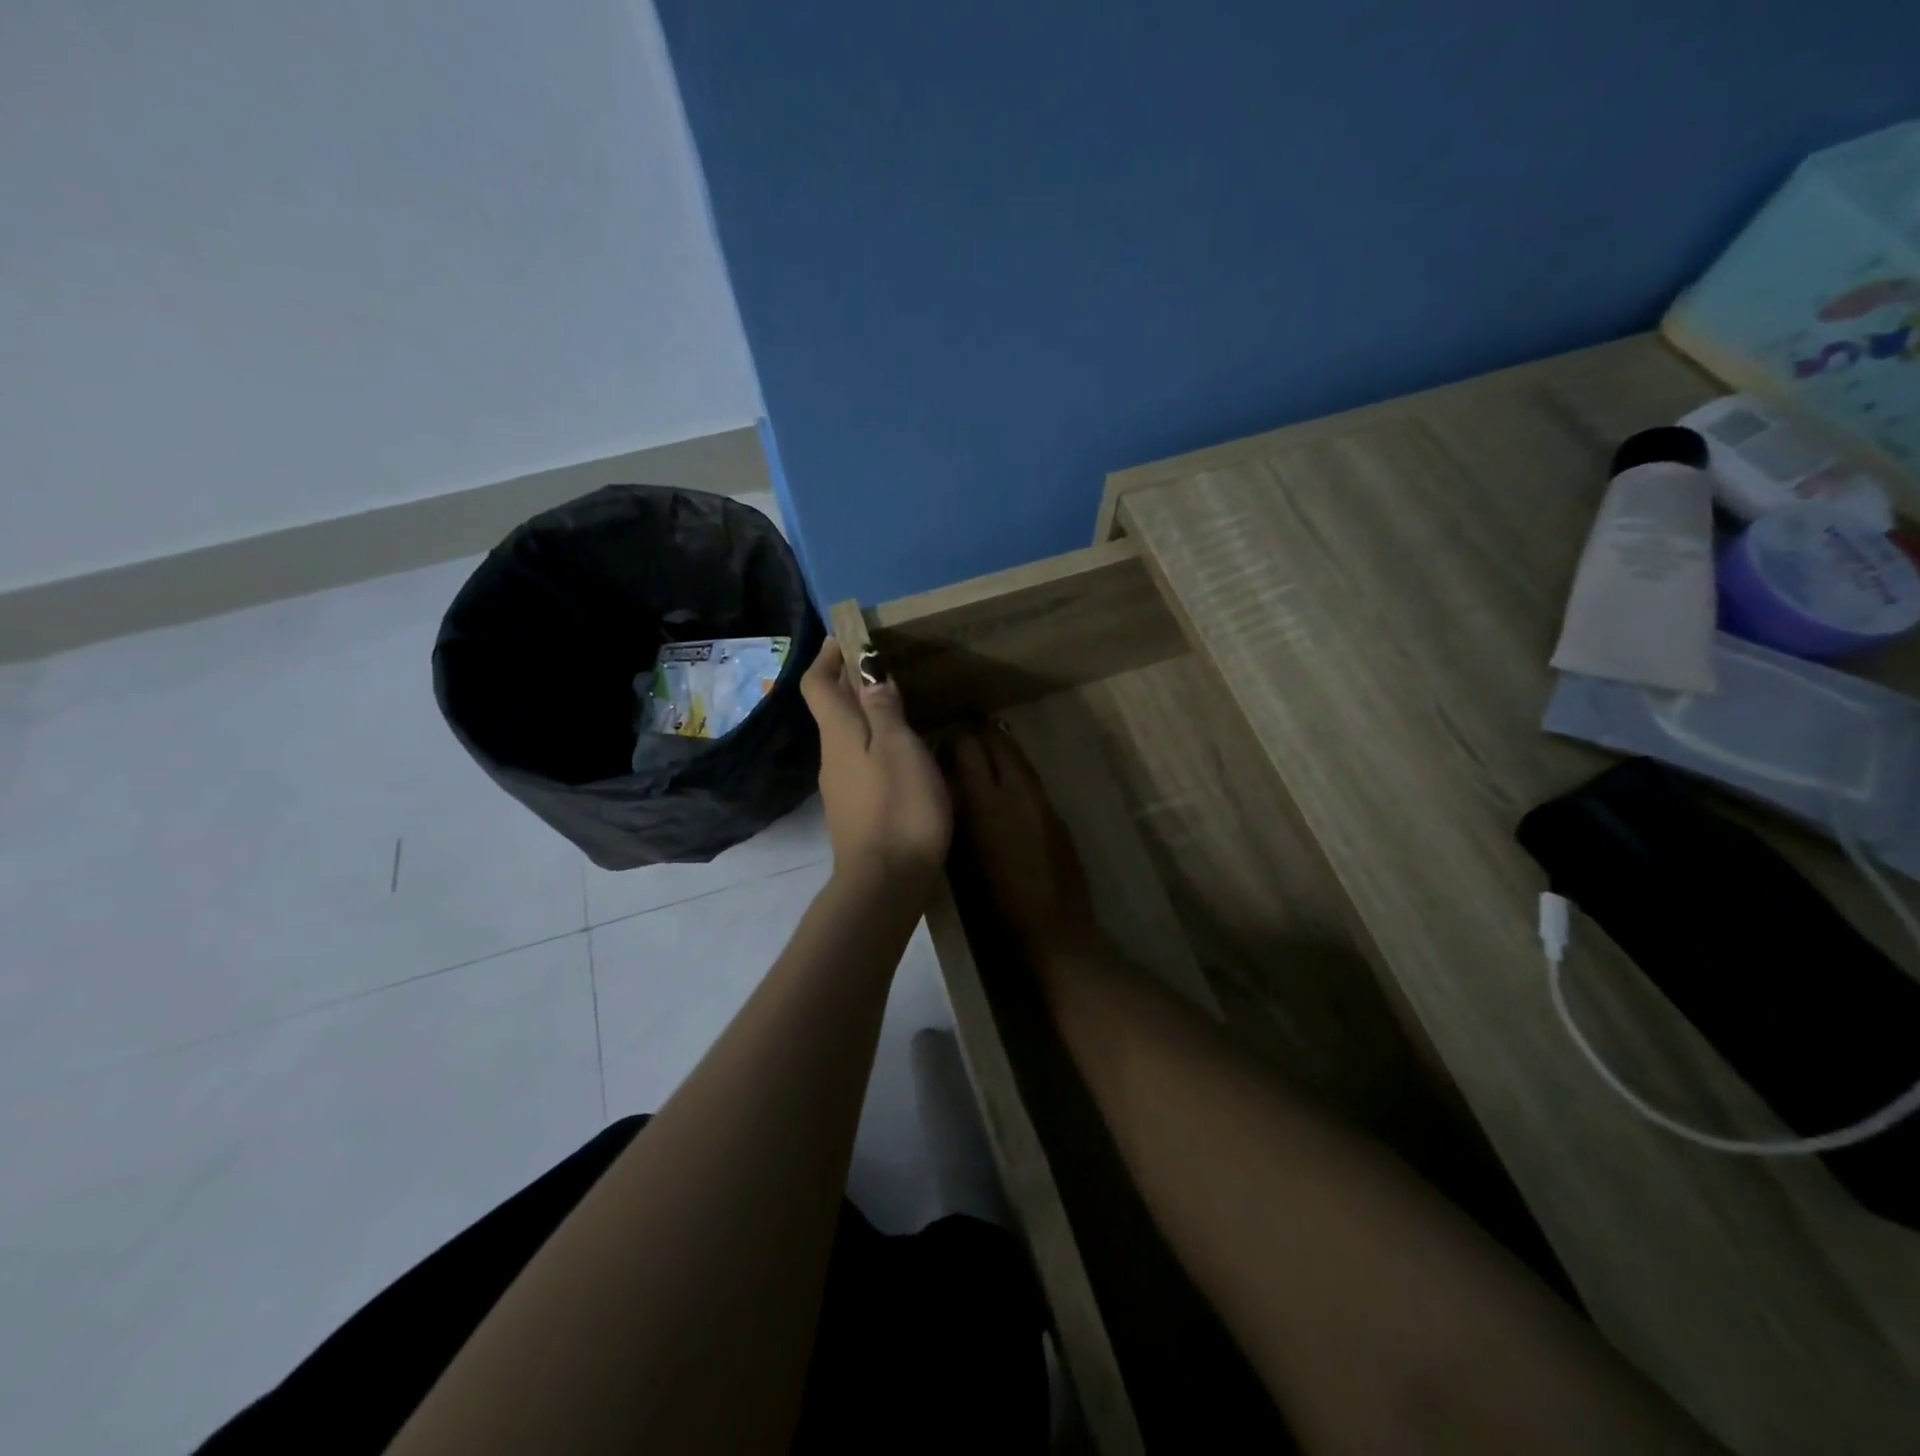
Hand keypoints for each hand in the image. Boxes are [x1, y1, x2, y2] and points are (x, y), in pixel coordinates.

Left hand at [800, 640, 950, 886]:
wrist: (885, 883)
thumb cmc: (898, 808)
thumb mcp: (900, 749)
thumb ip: (884, 709)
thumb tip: (869, 672)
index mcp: (839, 735)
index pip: (817, 685)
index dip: (827, 657)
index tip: (847, 638)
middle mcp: (831, 757)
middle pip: (832, 710)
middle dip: (851, 683)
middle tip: (885, 667)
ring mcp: (840, 788)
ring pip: (847, 738)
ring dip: (866, 716)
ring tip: (902, 707)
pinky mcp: (855, 812)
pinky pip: (860, 764)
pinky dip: (875, 746)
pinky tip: (904, 756)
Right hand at [944, 722, 1097, 954]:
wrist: (1050, 925)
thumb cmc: (994, 900)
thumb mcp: (962, 853)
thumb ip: (956, 812)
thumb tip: (948, 785)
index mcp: (986, 801)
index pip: (968, 746)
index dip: (953, 741)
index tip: (941, 750)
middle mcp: (1016, 789)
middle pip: (998, 741)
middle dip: (979, 737)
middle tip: (962, 747)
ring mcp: (1041, 799)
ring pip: (1019, 756)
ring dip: (1000, 752)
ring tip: (983, 763)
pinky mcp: (1056, 812)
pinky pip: (1032, 779)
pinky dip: (1016, 774)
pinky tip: (1006, 792)